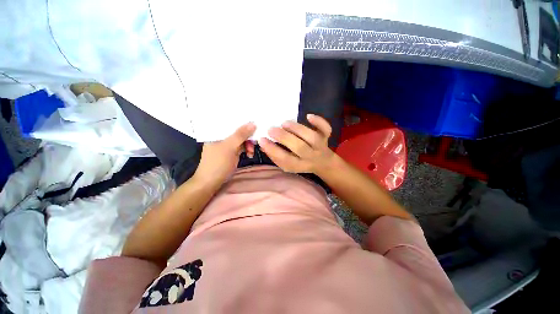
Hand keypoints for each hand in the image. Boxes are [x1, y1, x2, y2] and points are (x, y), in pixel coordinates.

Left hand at [192, 123, 255, 186]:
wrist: (211, 182)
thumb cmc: (218, 163)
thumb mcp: (229, 147)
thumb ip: (241, 135)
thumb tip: (253, 123)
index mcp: (216, 131)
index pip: (231, 120)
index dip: (243, 120)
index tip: (255, 122)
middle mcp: (221, 135)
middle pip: (237, 130)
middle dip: (248, 136)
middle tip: (255, 141)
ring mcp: (227, 144)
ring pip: (241, 139)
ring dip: (248, 144)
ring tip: (251, 152)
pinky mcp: (231, 152)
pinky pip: (241, 147)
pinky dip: (246, 149)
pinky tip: (249, 154)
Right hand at [258, 114, 336, 174]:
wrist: (323, 162)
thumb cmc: (301, 163)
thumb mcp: (287, 165)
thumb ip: (276, 156)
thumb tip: (263, 144)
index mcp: (299, 165)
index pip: (285, 159)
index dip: (273, 150)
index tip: (262, 140)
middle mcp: (310, 157)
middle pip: (300, 148)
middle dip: (284, 138)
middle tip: (271, 129)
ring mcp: (320, 146)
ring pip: (312, 138)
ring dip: (297, 129)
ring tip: (284, 123)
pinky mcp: (326, 137)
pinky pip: (326, 130)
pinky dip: (319, 122)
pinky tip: (308, 116)